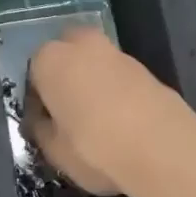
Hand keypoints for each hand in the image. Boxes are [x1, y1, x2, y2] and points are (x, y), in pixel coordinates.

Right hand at [26, 26, 195, 196]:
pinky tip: (122, 120)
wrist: (162, 149)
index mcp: (50, 60)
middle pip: (67, 54)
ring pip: (95, 63)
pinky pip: (119, 76)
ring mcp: (117, 53)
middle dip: (66, 74)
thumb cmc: (94, 148)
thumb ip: (42, 130)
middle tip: (69, 110)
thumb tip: (42, 122)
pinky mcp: (146, 68)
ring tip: (98, 119)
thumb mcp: (54, 151)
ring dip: (93, 81)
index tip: (45, 121)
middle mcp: (82, 45)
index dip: (38, 98)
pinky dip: (117, 90)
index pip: (33, 73)